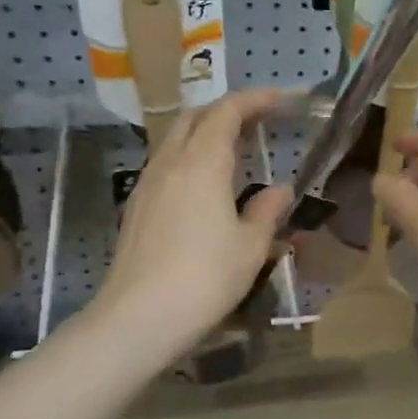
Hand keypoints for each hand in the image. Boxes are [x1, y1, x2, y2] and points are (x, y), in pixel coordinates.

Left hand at [95, 90, 291, 348]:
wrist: (138, 318)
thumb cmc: (204, 278)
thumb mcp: (250, 246)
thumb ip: (267, 211)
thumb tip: (280, 190)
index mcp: (202, 163)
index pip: (227, 112)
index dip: (254, 100)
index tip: (280, 100)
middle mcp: (170, 163)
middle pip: (195, 117)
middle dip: (227, 110)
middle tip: (258, 120)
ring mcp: (148, 184)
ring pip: (176, 139)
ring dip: (205, 133)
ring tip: (235, 150)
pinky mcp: (137, 207)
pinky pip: (166, 164)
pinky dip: (190, 157)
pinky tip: (205, 184)